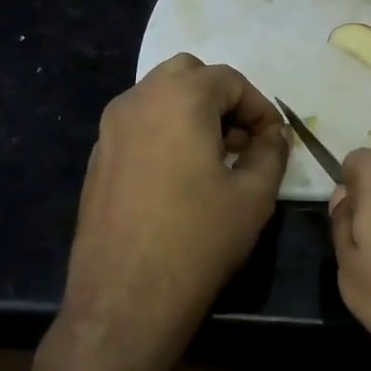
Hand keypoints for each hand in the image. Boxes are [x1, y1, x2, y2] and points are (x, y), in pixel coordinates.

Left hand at [54, 55, 289, 370]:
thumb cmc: (198, 239)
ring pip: (158, 97)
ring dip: (190, 113)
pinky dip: (163, 132)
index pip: (229, 79)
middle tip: (240, 141)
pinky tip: (178, 178)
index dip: (259, 107)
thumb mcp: (253, 195)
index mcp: (179, 97)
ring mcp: (109, 128)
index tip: (273, 141)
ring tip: (213, 160)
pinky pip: (137, 125)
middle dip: (220, 99)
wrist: (125, 296)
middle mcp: (137, 99)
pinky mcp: (97, 157)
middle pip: (187, 75)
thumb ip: (270, 152)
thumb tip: (273, 134)